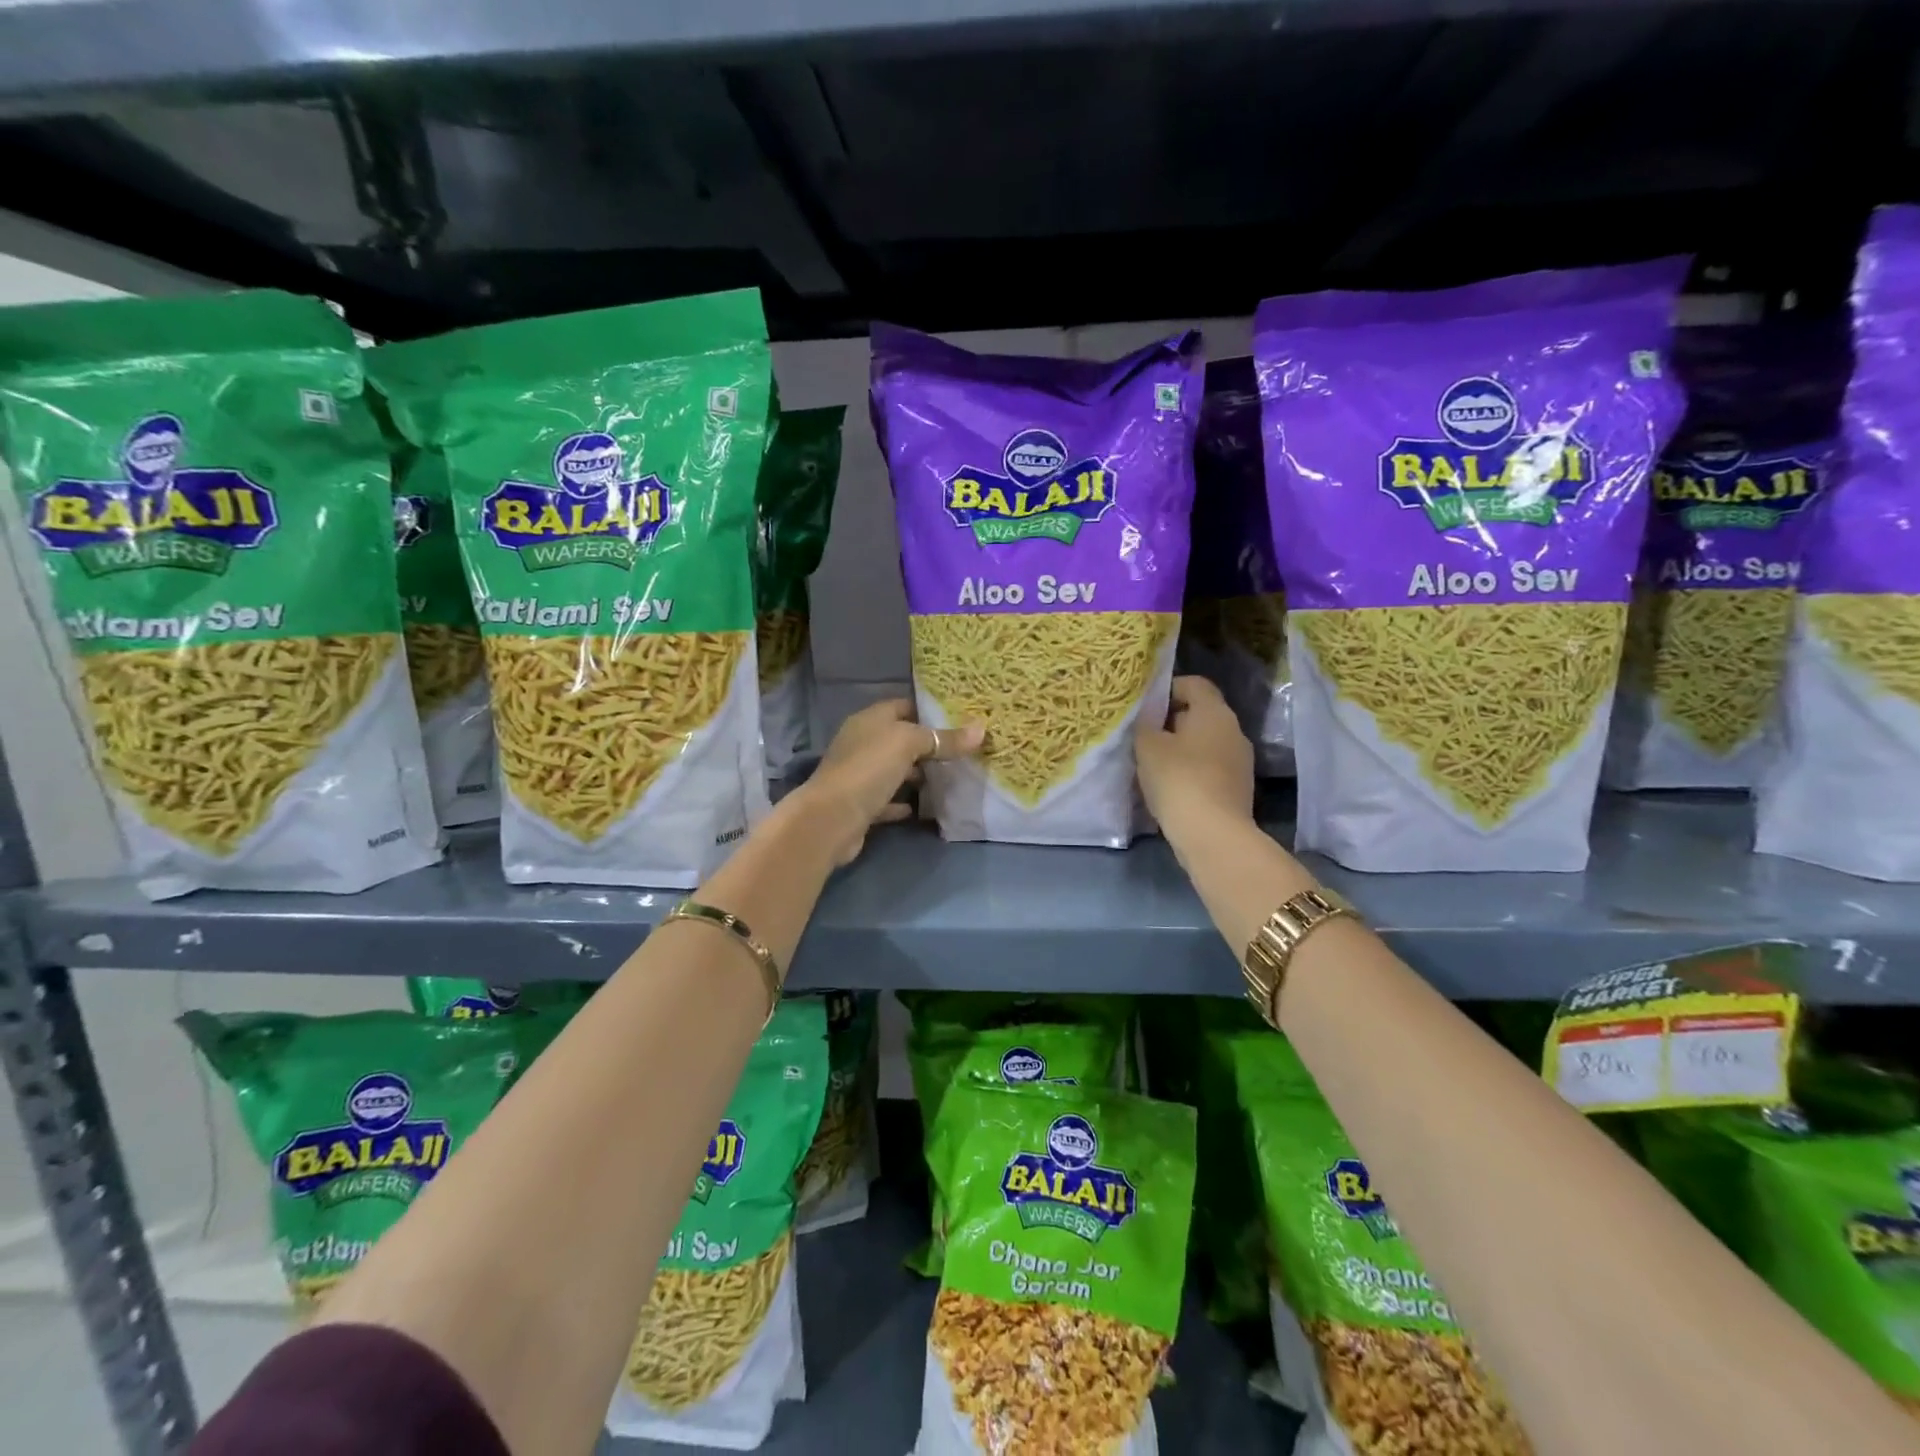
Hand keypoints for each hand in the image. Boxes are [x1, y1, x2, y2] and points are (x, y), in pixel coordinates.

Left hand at [791, 699, 983, 865]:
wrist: (832, 818)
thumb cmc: (869, 768)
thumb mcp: (909, 745)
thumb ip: (944, 738)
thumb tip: (981, 730)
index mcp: (870, 720)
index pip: (903, 706)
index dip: (929, 710)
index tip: (960, 718)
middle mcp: (862, 743)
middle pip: (900, 739)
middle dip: (928, 745)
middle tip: (963, 751)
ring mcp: (860, 775)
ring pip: (895, 769)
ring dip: (918, 774)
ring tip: (951, 778)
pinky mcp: (862, 804)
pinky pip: (889, 799)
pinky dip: (904, 802)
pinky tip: (925, 808)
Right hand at [1135, 675, 1254, 845]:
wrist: (1212, 834)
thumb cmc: (1178, 779)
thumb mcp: (1147, 746)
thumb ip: (1145, 724)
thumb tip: (1150, 716)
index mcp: (1214, 712)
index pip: (1195, 683)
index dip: (1168, 688)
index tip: (1145, 706)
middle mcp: (1234, 730)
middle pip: (1200, 714)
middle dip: (1171, 721)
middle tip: (1143, 736)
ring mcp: (1240, 761)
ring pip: (1205, 743)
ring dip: (1180, 748)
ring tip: (1152, 764)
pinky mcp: (1237, 788)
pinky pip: (1210, 768)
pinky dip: (1191, 771)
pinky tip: (1170, 787)